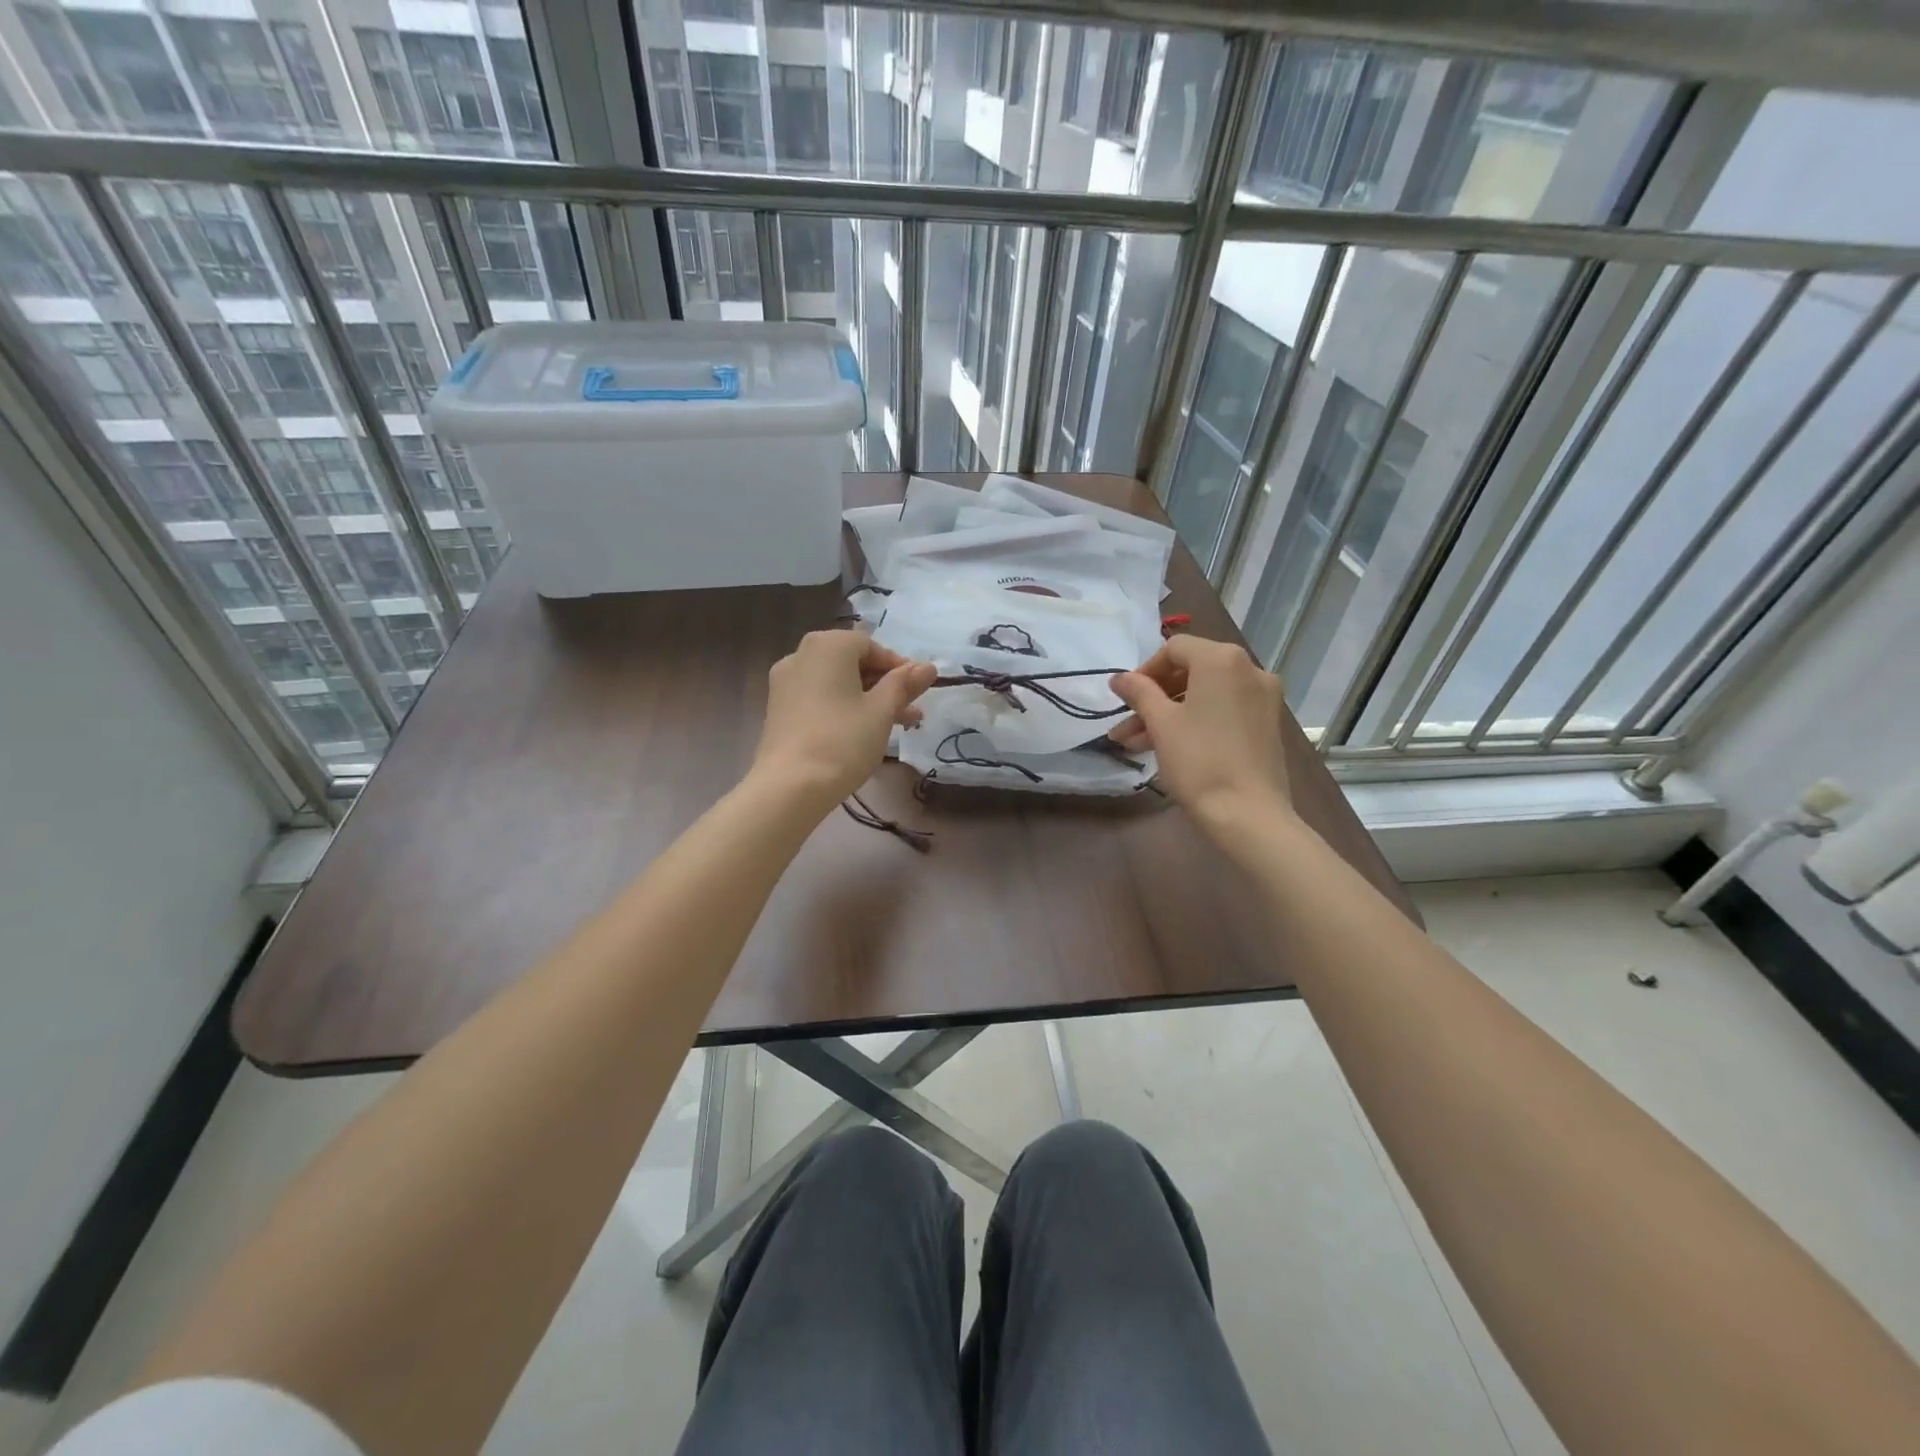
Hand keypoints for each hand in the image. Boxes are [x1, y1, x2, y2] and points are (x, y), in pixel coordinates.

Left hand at [751, 629, 935, 807]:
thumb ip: (904, 684)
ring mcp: (785, 682)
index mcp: (828, 646)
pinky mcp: (779, 709)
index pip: (871, 645)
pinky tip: (863, 731)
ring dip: (867, 698)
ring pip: (836, 683)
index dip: (898, 667)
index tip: (917, 691)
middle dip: (885, 685)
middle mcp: (801, 655)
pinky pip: (819, 697)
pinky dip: (842, 707)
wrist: (790, 786)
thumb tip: (927, 666)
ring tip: (898, 725)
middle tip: (911, 710)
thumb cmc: (843, 740)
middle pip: (852, 663)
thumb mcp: (882, 710)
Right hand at [1110, 636, 1291, 828]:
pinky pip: (1223, 710)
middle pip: (1191, 671)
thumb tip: (1119, 678)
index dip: (1144, 671)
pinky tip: (1168, 746)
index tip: (1125, 699)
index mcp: (1222, 660)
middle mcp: (1249, 669)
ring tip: (1135, 744)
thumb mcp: (1161, 724)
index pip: (1174, 649)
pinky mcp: (1267, 723)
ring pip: (1205, 695)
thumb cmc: (1199, 761)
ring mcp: (1263, 697)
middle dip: (1154, 697)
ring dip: (1169, 713)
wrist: (1248, 814)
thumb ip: (1139, 692)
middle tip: (1126, 724)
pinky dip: (1195, 721)